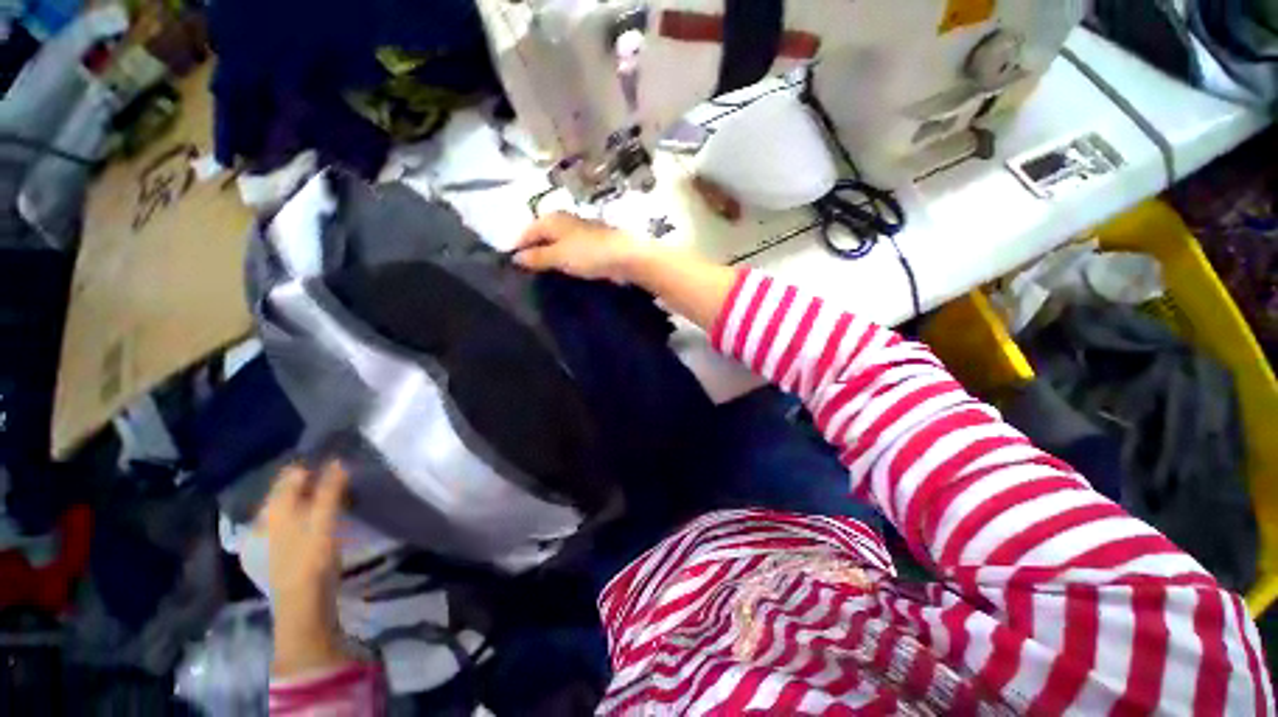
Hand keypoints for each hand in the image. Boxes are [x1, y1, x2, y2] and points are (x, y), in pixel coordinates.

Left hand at [258, 461, 351, 676]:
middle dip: (313, 482)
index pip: (291, 474)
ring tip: (336, 498)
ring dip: (311, 498)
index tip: (339, 465)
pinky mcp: (279, 550)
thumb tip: (337, 461)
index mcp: (274, 507)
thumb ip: (330, 489)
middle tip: (341, 480)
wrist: (302, 604)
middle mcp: (266, 517)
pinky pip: (294, 520)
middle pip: (289, 490)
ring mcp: (270, 535)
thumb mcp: (325, 520)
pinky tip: (322, 520)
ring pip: (291, 505)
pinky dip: (308, 514)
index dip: (314, 466)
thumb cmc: (312, 558)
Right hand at [513, 212, 646, 282]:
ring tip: (542, 275)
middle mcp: (564, 221)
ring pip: (556, 244)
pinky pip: (570, 252)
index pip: (527, 231)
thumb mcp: (559, 256)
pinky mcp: (592, 245)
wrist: (627, 257)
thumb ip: (537, 256)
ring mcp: (580, 233)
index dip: (517, 246)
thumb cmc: (589, 254)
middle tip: (525, 273)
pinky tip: (563, 273)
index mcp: (552, 219)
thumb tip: (515, 258)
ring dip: (549, 257)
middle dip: (533, 252)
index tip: (510, 266)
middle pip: (541, 236)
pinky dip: (563, 261)